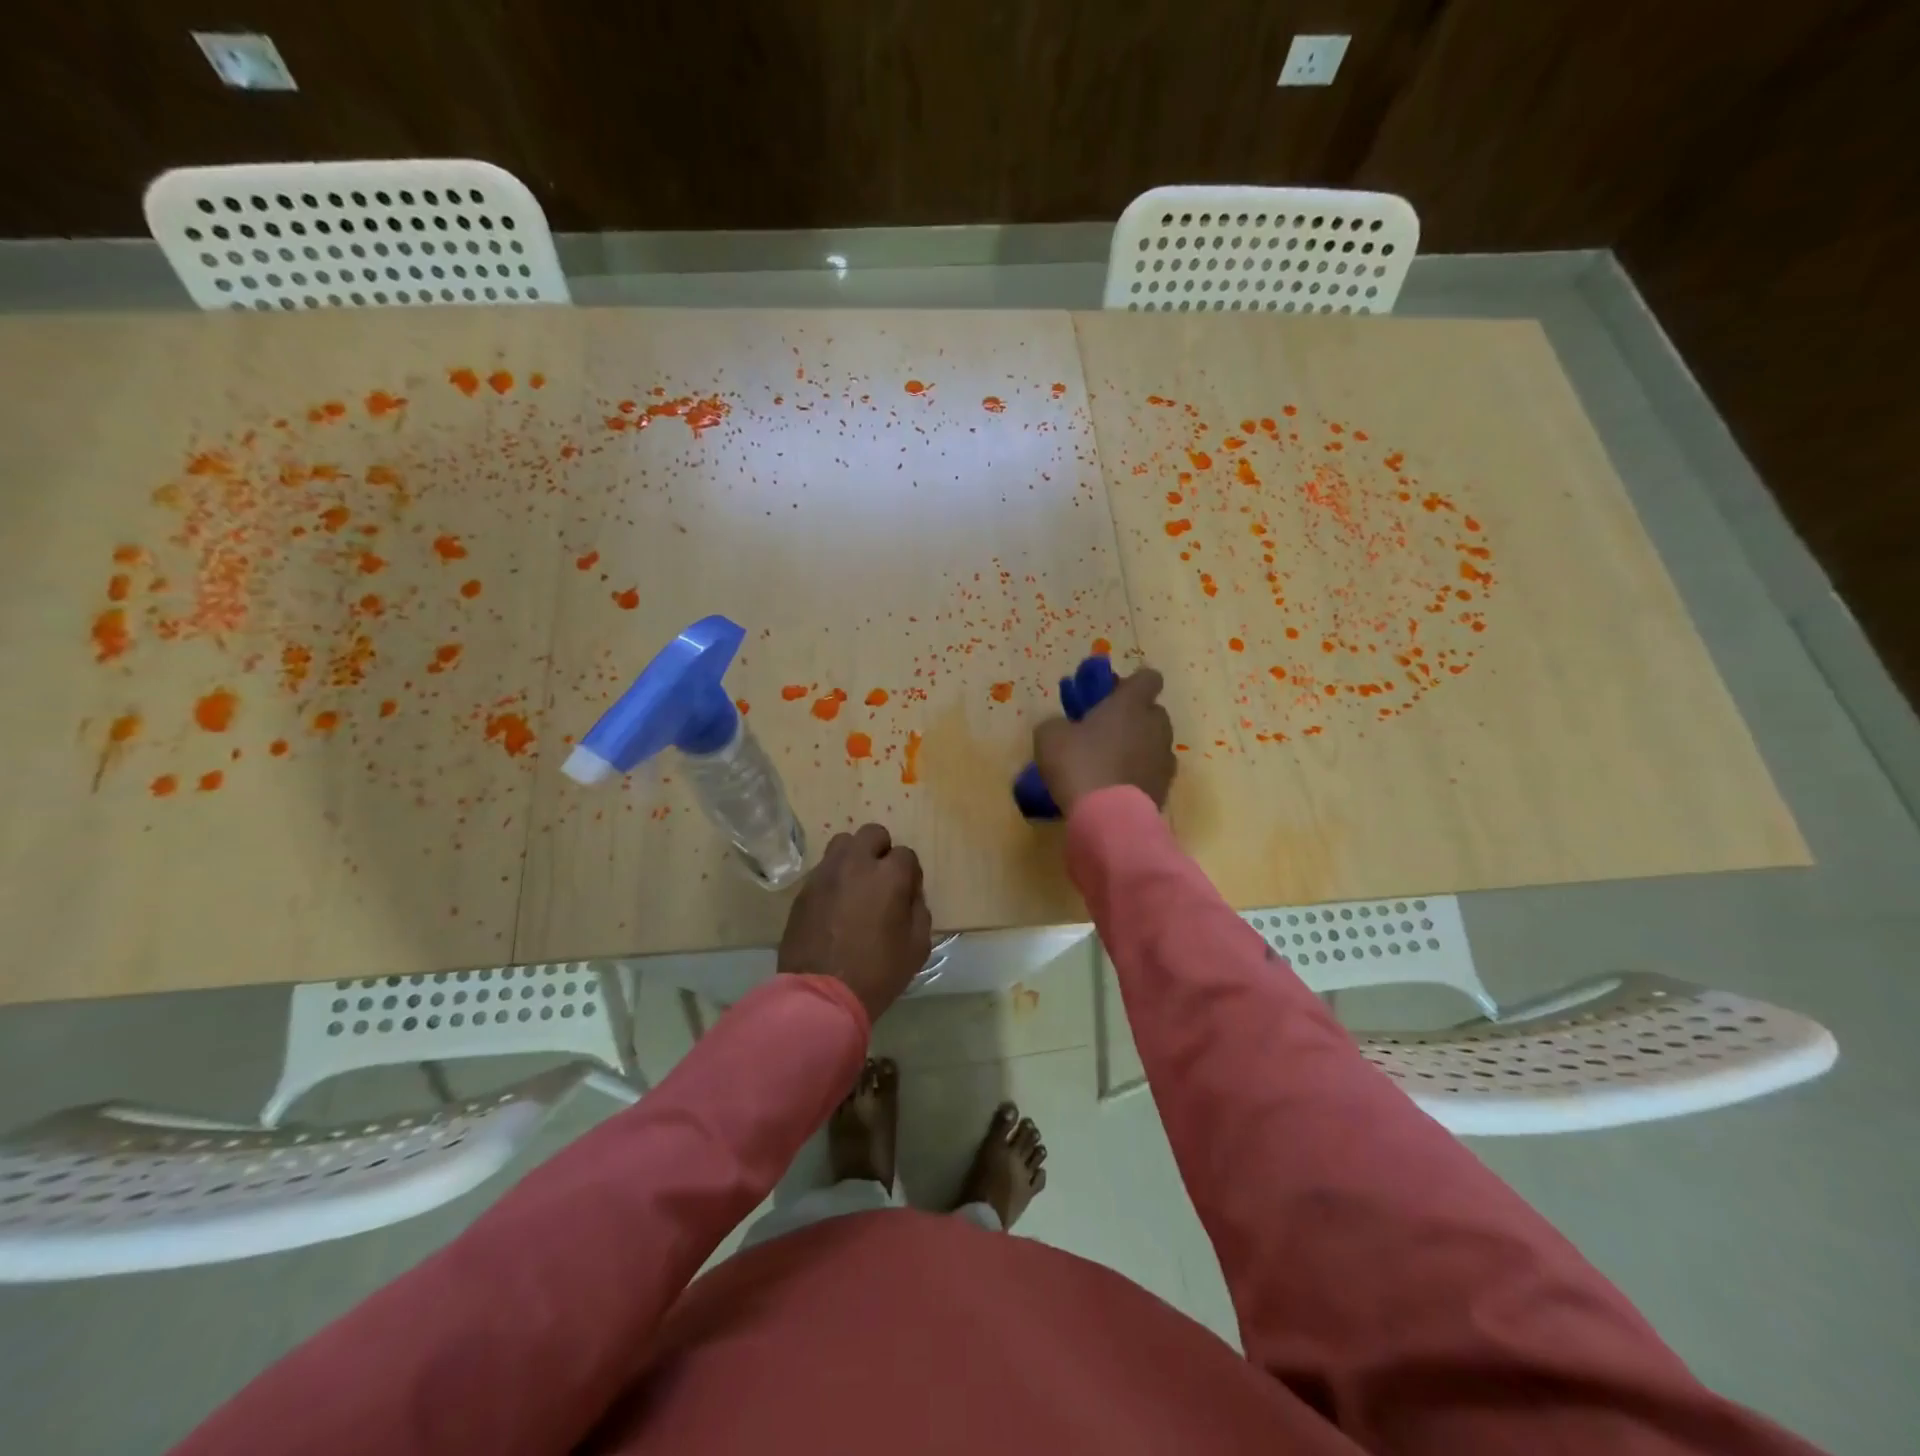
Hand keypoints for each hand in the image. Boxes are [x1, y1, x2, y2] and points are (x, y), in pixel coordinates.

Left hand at [778, 823, 932, 1021]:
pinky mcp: (804, 889)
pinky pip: (823, 869)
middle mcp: (856, 864)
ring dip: (854, 857)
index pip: (906, 854)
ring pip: (843, 843)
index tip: (907, 896)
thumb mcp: (917, 947)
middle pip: (873, 834)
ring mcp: (826, 874)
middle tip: (882, 881)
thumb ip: (919, 911)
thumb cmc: (877, 973)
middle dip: (882, 851)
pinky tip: (835, 904)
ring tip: (856, 885)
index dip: (910, 874)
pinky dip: (833, 878)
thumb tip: (910, 896)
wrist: (821, 995)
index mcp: (889, 876)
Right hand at [1033, 666, 1175, 815]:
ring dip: (1137, 746)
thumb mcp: (1050, 737)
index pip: (1148, 678)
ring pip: (1154, 742)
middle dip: (1133, 717)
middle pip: (1152, 711)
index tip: (1112, 694)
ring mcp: (1164, 758)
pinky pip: (1152, 771)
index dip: (1132, 683)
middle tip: (1104, 730)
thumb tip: (1063, 727)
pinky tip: (1115, 787)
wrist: (1108, 818)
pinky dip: (1138, 774)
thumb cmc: (1079, 764)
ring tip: (1109, 763)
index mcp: (1131, 704)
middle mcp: (1155, 726)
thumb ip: (1058, 723)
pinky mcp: (1165, 788)